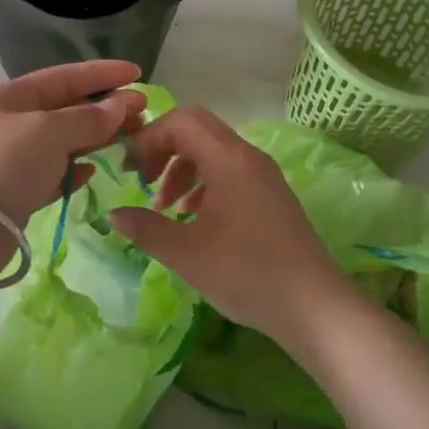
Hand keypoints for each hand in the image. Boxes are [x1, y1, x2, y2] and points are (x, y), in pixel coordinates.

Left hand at [0, 60, 150, 224]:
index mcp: (9, 97)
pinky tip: (89, 173)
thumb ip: (87, 118)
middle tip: (143, 113)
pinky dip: (70, 171)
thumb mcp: (48, 132)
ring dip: (93, 140)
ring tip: (129, 141)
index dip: (102, 73)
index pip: (63, 76)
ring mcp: (8, 158)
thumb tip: (120, 104)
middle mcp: (7, 122)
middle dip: (103, 108)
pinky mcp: (12, 192)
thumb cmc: (3, 165)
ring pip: (60, 142)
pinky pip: (49, 174)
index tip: (138, 73)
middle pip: (64, 109)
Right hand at [110, 106, 348, 346]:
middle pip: (197, 130)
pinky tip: (193, 218)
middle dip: (163, 149)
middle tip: (142, 179)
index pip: (181, 121)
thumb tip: (114, 214)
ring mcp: (263, 176)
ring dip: (182, 169)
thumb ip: (145, 228)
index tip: (128, 169)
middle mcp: (248, 157)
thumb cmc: (247, 273)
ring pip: (212, 152)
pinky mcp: (271, 196)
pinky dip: (203, 184)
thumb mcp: (186, 253)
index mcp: (229, 159)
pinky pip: (229, 172)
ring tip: (165, 207)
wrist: (314, 307)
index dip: (148, 137)